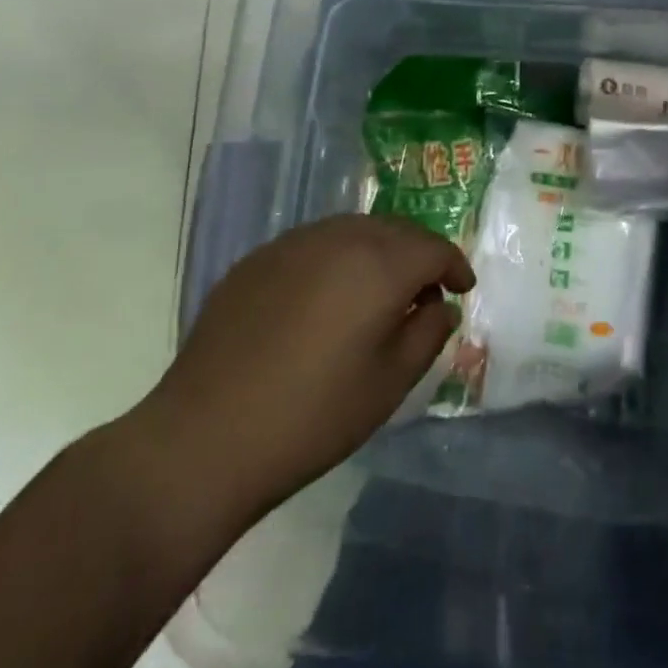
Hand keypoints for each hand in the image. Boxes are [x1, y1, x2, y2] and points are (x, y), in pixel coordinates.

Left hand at [135, 215, 473, 525]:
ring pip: (353, 230)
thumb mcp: (389, 384)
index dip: (454, 266)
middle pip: (395, 229)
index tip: (462, 290)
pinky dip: (337, 258)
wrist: (205, 437)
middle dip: (419, 252)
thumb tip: (439, 306)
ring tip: (379, 289)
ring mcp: (292, 244)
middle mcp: (338, 238)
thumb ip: (426, 334)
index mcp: (378, 265)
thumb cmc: (312, 417)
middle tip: (426, 288)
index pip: (433, 248)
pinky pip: (314, 244)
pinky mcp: (257, 259)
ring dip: (378, 250)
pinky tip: (327, 296)